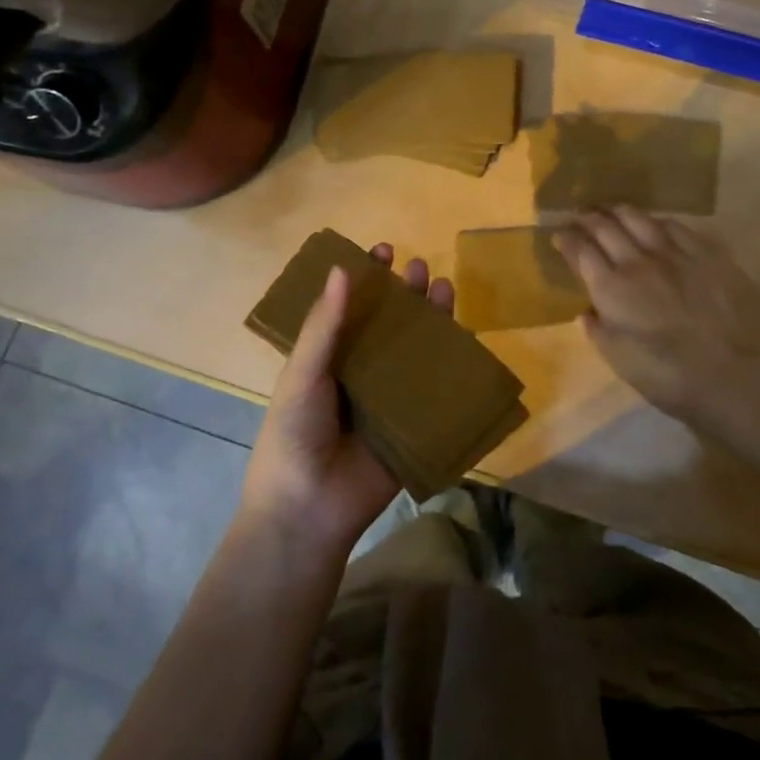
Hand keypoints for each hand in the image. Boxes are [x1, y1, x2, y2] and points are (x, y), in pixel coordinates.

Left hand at [239, 243, 454, 560]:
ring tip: (444, 289)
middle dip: (407, 294)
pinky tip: (465, 338)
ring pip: (418, 350)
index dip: (367, 279)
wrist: (308, 509)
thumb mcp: (302, 375)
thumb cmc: (293, 435)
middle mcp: (362, 371)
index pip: (352, 308)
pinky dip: (453, 364)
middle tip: (419, 269)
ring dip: (432, 319)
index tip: (382, 251)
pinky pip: (438, 389)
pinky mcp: (416, 423)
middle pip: (391, 324)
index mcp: (330, 357)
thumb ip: (323, 326)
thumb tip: (342, 269)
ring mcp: (391, 397)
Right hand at [555, 207, 759, 440]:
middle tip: (580, 215)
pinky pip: (675, 225)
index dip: (566, 239)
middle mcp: (638, 261)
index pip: (581, 251)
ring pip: (638, 218)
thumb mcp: (622, 363)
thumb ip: (599, 332)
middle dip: (588, 218)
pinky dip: (656, 220)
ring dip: (619, 211)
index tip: (559, 235)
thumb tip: (587, 311)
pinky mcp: (707, 252)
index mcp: (612, 288)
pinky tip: (655, 223)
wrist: (740, 375)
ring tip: (611, 210)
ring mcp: (675, 252)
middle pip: (606, 227)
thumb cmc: (673, 379)